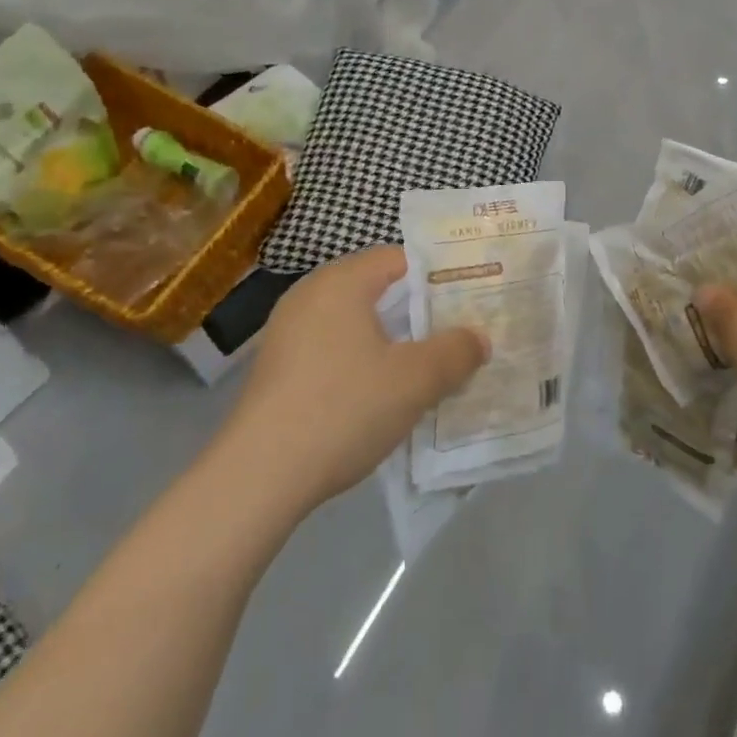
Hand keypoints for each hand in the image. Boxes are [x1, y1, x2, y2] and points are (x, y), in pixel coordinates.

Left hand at [221, 246, 487, 520]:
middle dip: (420, 312)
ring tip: (429, 366)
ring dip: (393, 342)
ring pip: (356, 323)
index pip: (401, 259)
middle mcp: (310, 295)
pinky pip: (333, 350)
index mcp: (342, 281)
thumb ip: (455, 352)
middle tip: (459, 333)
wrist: (257, 477)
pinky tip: (383, 395)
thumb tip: (478, 338)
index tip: (471, 299)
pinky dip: (362, 362)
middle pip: (378, 290)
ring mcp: (288, 332)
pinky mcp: (278, 369)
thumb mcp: (415, 380)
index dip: (440, 276)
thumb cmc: (343, 408)